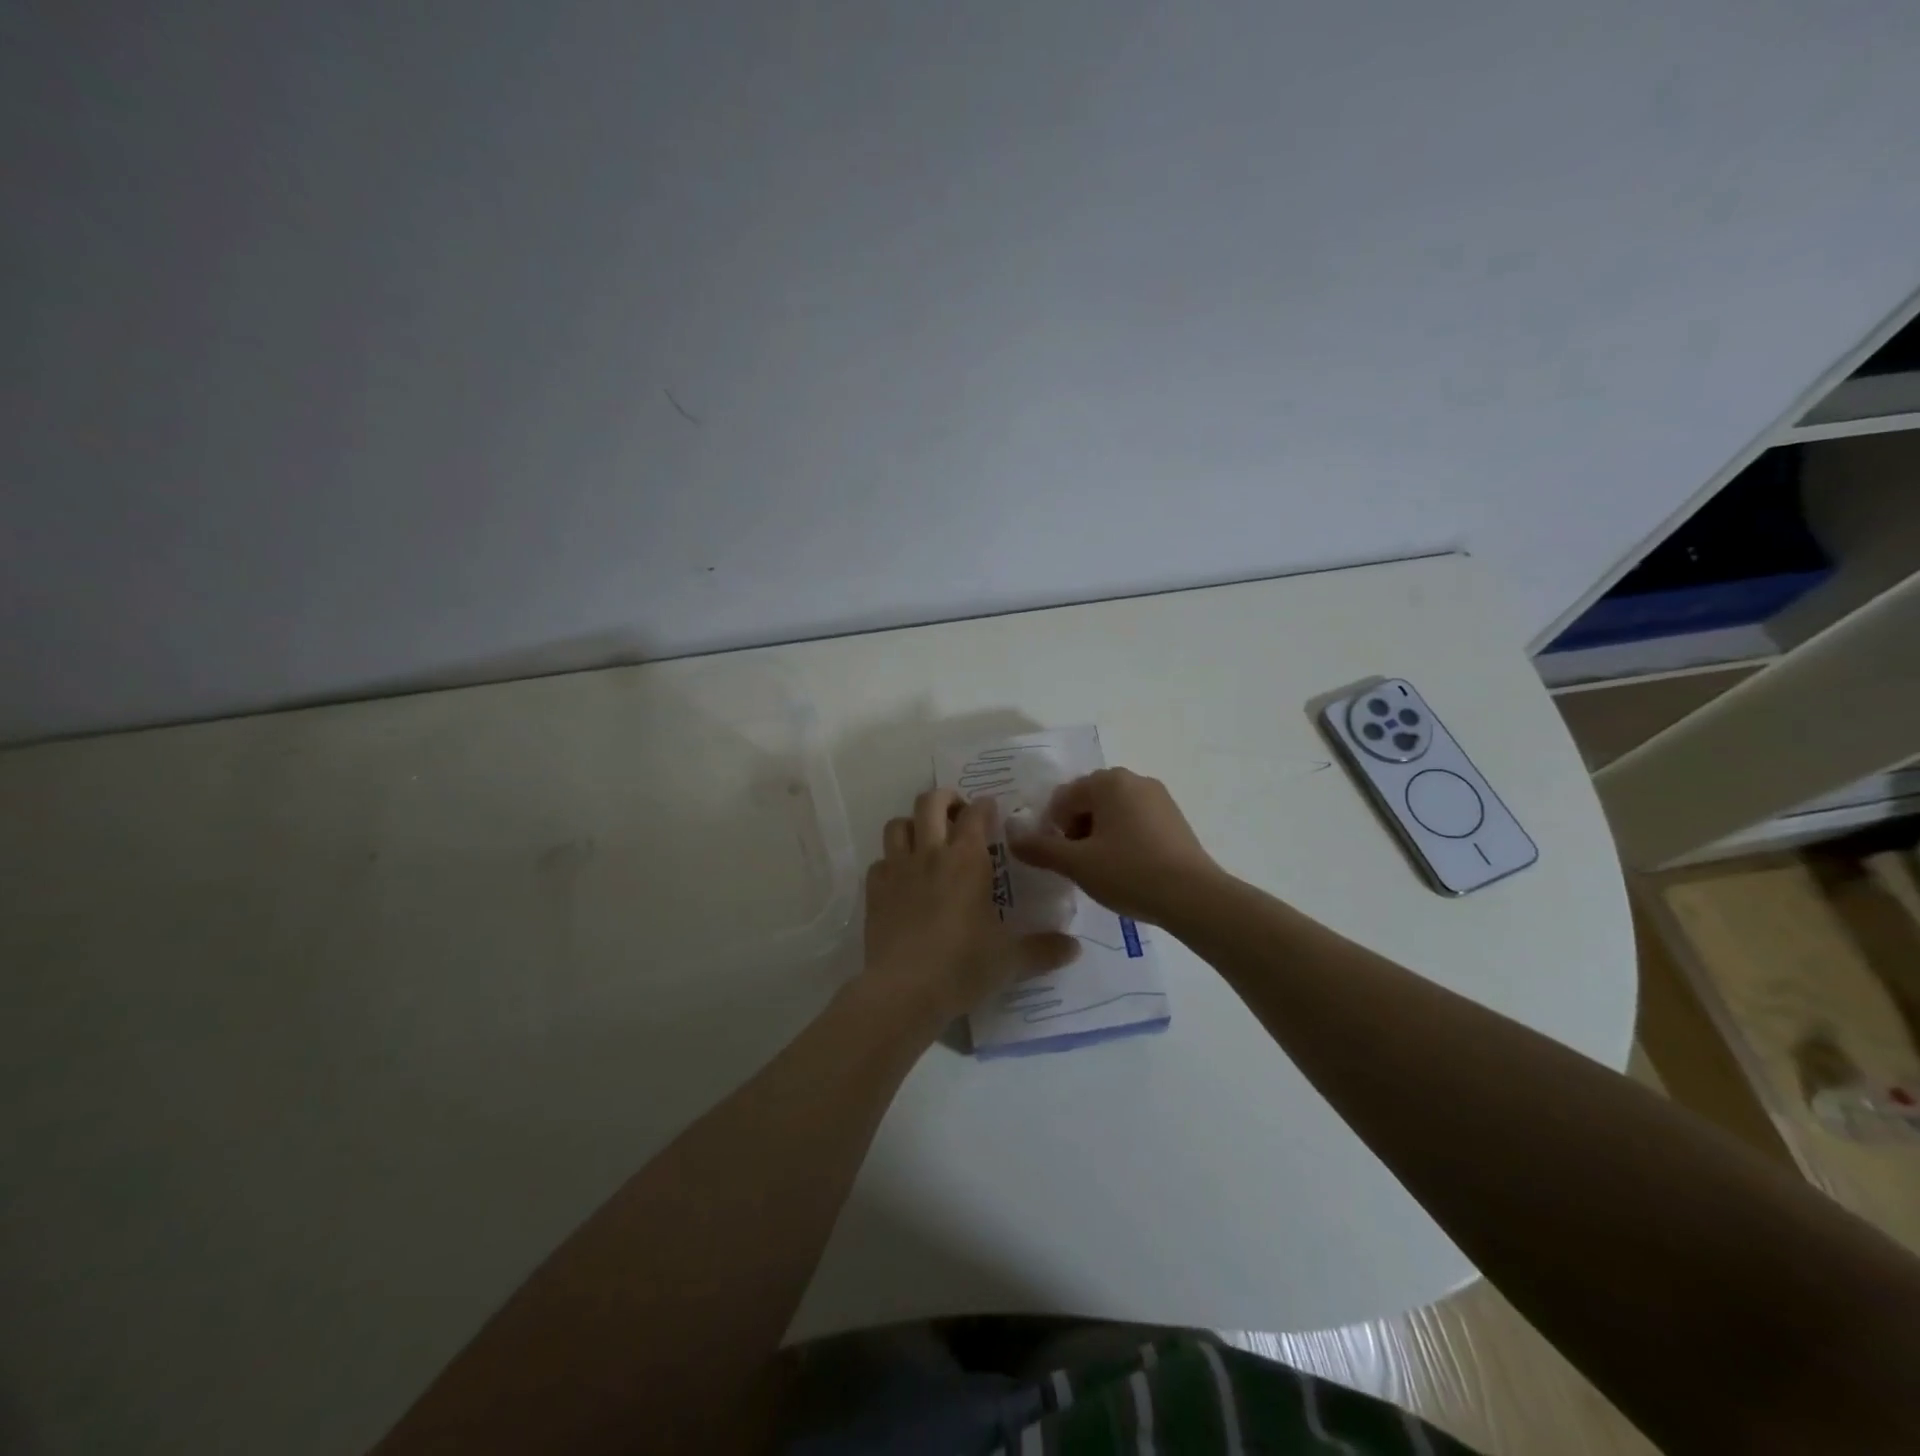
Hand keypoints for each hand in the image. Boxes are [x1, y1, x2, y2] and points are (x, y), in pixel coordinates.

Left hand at [860, 788, 1079, 1029]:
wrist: (903, 991)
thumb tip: (1075, 949)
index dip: (985, 806)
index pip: (976, 814)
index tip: (992, 811)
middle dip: (945, 798)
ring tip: (926, 840)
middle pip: (930, 802)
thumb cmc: (962, 967)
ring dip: (913, 824)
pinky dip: (891, 862)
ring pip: (898, 824)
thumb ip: (1044, 950)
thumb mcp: (1010, 961)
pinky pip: (880, 861)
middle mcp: (930, 853)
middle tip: (957, 813)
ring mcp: (897, 869)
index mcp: (967, 860)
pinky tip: (902, 880)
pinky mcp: (874, 890)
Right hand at [1007, 768, 1221, 924]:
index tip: (1059, 858)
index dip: (1053, 828)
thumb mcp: (1077, 864)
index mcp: (1109, 781)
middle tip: (1078, 865)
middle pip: (1088, 801)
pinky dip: (1123, 840)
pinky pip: (1136, 822)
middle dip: (1076, 830)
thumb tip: (1011, 836)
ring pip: (1113, 812)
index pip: (1064, 798)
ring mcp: (1159, 798)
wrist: (1194, 897)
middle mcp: (1134, 779)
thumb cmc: (1129, 872)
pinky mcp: (1174, 819)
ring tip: (1103, 871)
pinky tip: (1127, 869)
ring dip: (1099, 836)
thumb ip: (1040, 848)